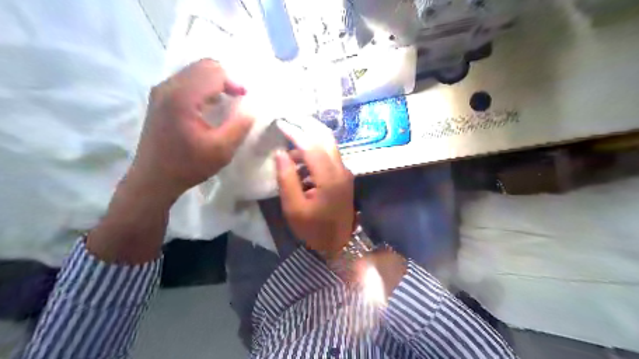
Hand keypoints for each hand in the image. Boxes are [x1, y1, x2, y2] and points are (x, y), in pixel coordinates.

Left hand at [126, 61, 253, 203]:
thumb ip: (240, 125)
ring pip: (194, 71)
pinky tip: (212, 104)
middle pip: (203, 66)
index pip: (214, 73)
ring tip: (229, 100)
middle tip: (240, 97)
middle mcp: (168, 87)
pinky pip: (186, 81)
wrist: (154, 179)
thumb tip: (252, 107)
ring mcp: (161, 91)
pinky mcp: (160, 99)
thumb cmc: (188, 166)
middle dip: (226, 78)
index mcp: (182, 97)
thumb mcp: (222, 149)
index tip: (246, 99)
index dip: (235, 82)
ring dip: (215, 81)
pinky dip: (203, 87)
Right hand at [275, 121, 353, 257]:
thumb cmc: (314, 229)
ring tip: (288, 148)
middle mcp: (341, 170)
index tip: (280, 123)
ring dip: (309, 141)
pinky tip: (299, 162)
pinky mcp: (343, 176)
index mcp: (329, 178)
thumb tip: (280, 153)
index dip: (295, 133)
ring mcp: (345, 172)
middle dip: (306, 126)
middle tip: (288, 120)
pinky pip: (329, 157)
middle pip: (326, 138)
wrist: (338, 244)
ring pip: (328, 146)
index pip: (312, 146)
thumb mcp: (294, 208)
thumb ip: (287, 179)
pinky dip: (314, 153)